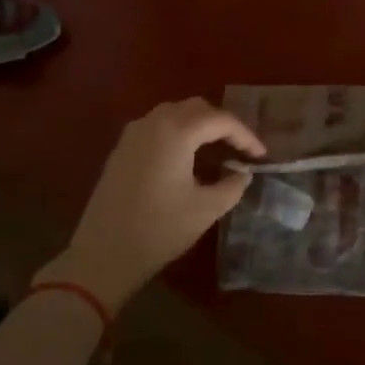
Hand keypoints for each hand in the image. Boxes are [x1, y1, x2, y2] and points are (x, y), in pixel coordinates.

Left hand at [36, 99, 265, 311]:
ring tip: (218, 150)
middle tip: (241, 149)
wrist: (103, 256)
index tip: (261, 156)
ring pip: (175, 114)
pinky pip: (157, 127)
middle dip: (223, 124)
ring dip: (200, 125)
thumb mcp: (206, 209)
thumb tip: (242, 173)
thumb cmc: (159, 230)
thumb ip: (232, 185)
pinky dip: (179, 132)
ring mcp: (133, 134)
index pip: (221, 120)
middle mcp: (153, 123)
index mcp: (176, 132)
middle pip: (197, 108)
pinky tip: (188, 158)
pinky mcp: (121, 150)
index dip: (245, 135)